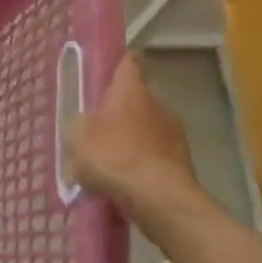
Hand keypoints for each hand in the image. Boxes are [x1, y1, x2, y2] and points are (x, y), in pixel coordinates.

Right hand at [64, 52, 199, 208]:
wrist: (159, 199)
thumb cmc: (113, 156)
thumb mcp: (77, 137)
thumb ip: (79, 125)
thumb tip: (84, 125)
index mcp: (131, 90)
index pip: (128, 63)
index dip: (118, 64)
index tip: (109, 70)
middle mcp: (157, 104)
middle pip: (137, 99)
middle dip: (121, 111)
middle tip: (99, 128)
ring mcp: (175, 134)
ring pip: (148, 129)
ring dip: (133, 140)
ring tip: (112, 162)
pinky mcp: (184, 164)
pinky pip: (157, 157)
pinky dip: (144, 165)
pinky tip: (127, 183)